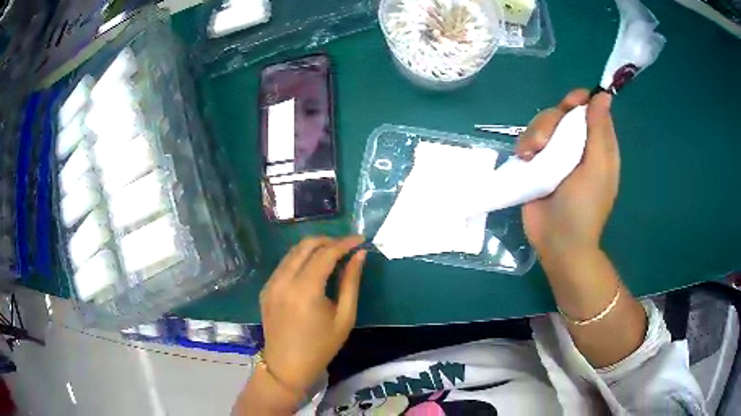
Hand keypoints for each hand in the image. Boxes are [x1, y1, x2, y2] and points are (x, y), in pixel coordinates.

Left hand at [259, 236, 366, 394]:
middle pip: (306, 245)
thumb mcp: (344, 317)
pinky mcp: (266, 288)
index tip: (360, 239)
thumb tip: (359, 255)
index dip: (345, 243)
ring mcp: (271, 283)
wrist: (287, 366)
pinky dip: (300, 259)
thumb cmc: (321, 346)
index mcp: (305, 289)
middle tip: (347, 246)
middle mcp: (284, 280)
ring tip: (333, 254)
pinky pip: (284, 264)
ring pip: (293, 252)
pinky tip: (313, 269)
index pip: (326, 253)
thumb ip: (351, 283)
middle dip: (328, 240)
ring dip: (314, 247)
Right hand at [518, 89, 618, 255]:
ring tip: (532, 156)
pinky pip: (528, 140)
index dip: (580, 101)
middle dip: (552, 121)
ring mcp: (555, 154)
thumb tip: (603, 95)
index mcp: (598, 145)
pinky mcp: (537, 163)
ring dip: (535, 134)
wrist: (557, 241)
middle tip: (546, 141)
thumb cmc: (584, 208)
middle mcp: (577, 145)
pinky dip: (525, 145)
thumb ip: (599, 131)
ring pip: (542, 124)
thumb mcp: (597, 168)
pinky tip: (525, 159)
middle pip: (562, 113)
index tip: (570, 104)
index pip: (590, 110)